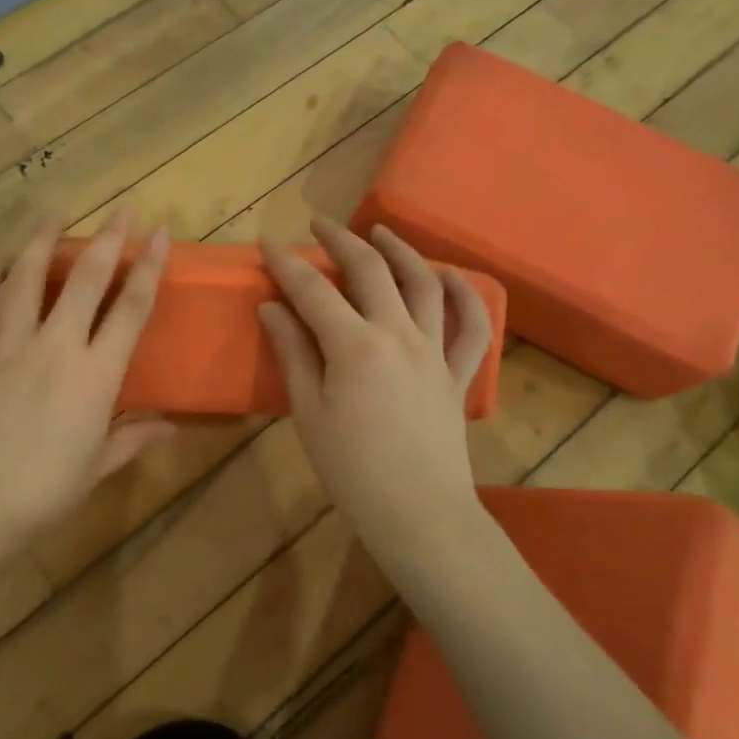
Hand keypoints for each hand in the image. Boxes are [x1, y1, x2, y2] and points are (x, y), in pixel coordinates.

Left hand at [0, 212, 175, 562]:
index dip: (148, 268)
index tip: (159, 234)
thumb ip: (134, 439)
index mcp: (95, 377)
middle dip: (107, 240)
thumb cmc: (44, 494)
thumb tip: (172, 426)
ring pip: (25, 280)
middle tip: (122, 210)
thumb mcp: (97, 467)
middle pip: (84, 281)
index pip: (130, 310)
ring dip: (41, 243)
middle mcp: (54, 349)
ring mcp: (7, 348)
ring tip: (54, 216)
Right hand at [258, 219, 496, 578]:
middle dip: (342, 241)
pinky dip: (465, 293)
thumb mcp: (309, 411)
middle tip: (319, 225)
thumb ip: (293, 352)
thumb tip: (272, 308)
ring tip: (380, 232)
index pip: (313, 290)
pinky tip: (448, 276)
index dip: (287, 263)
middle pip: (371, 271)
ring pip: (424, 283)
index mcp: (355, 346)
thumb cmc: (351, 469)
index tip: (267, 243)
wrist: (418, 513)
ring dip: (400, 250)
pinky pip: (472, 324)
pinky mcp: (458, 371)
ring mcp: (435, 350)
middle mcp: (398, 334)